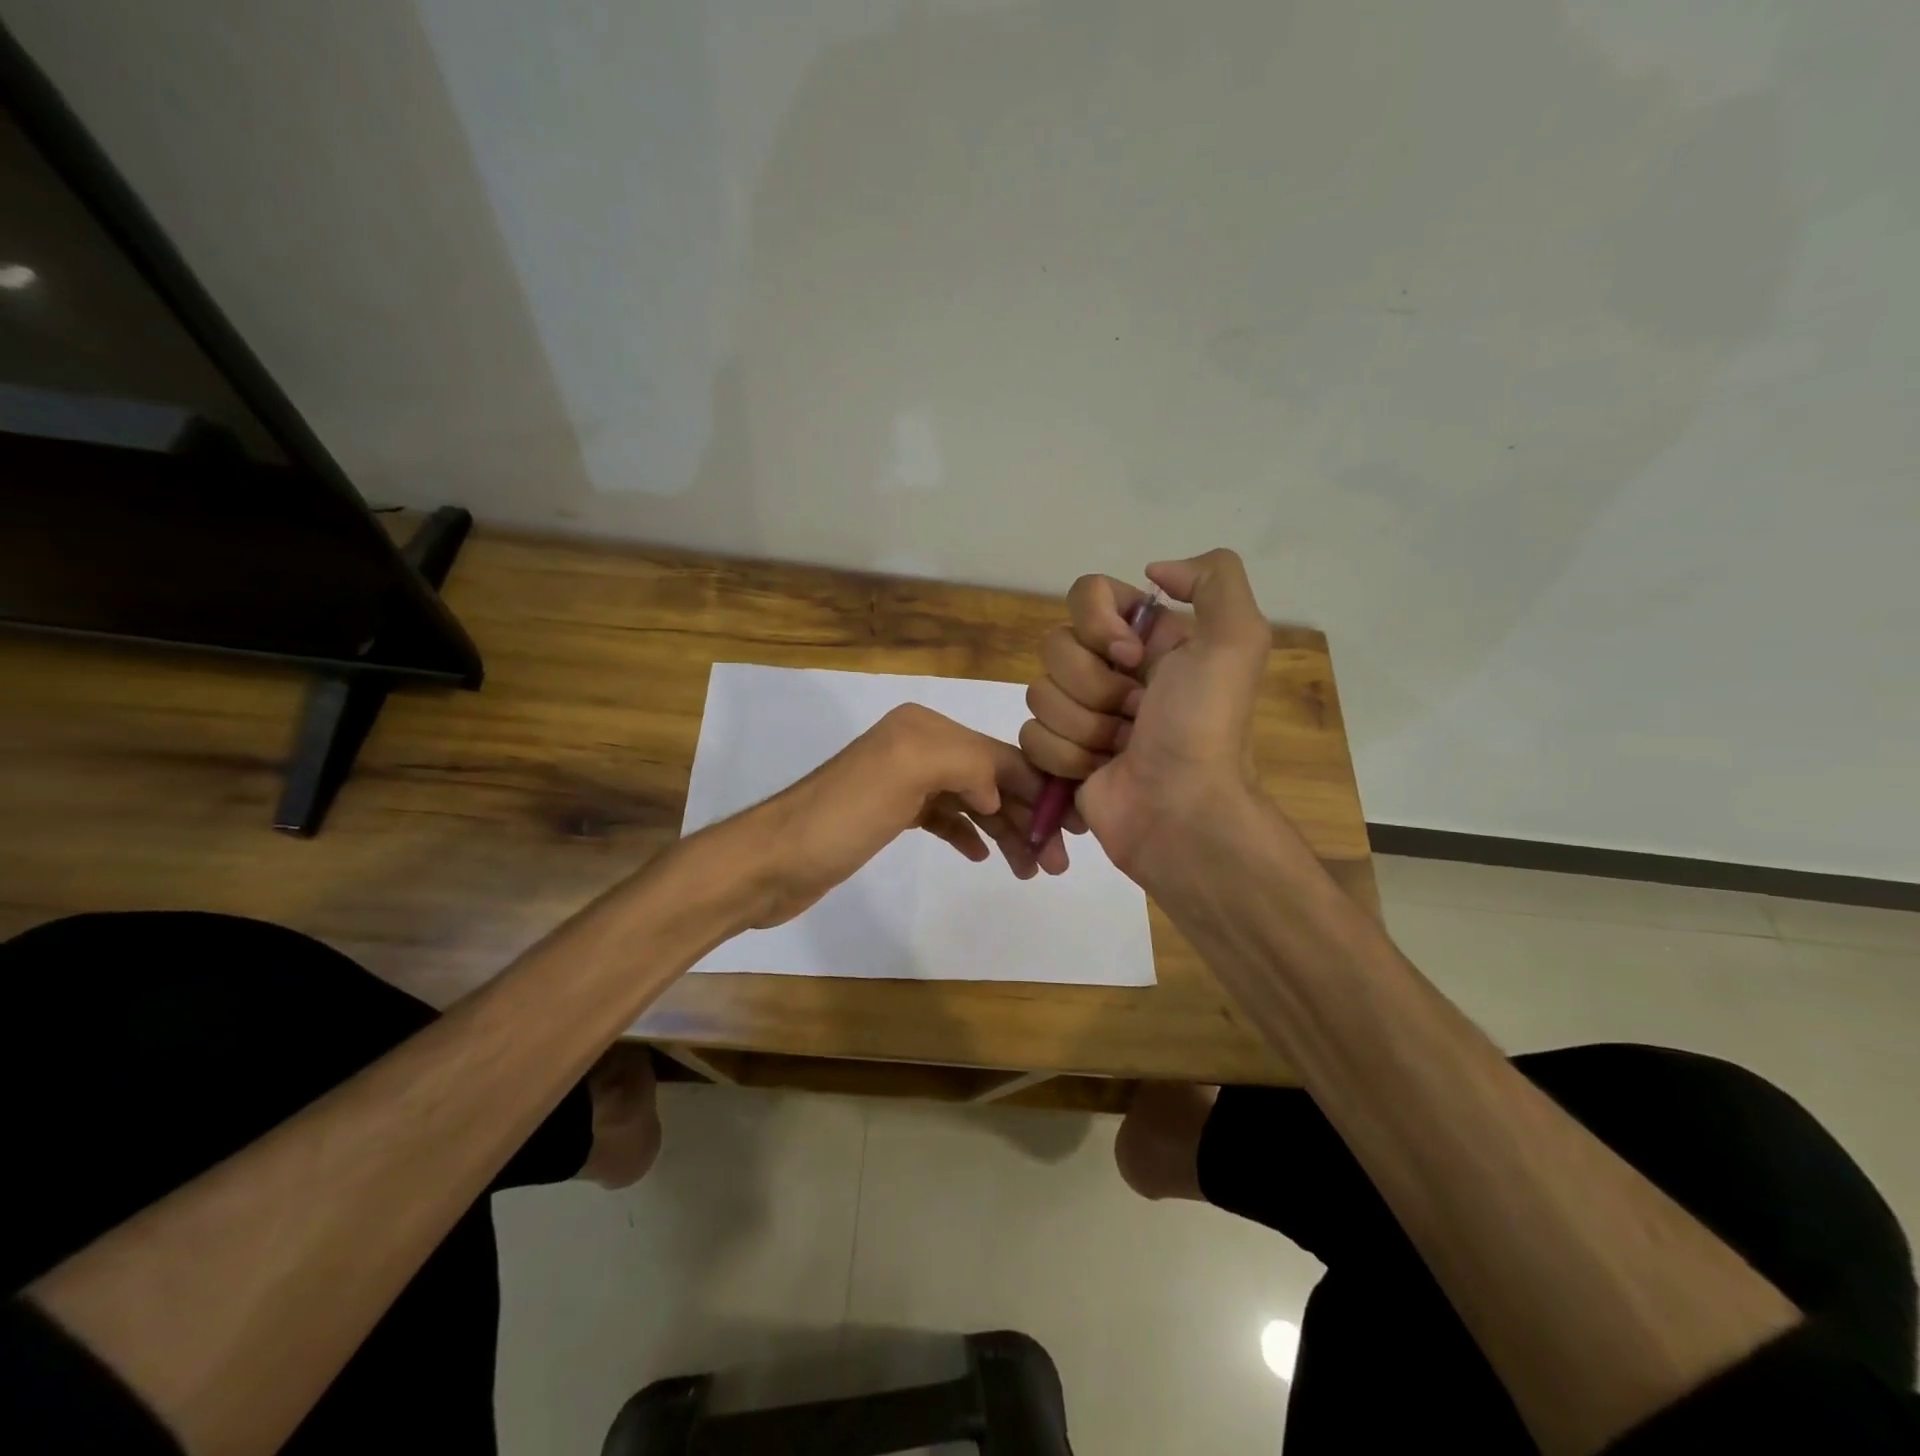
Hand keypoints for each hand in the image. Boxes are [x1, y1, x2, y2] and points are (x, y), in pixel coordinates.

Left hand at [737, 703, 1066, 928]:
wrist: (771, 862)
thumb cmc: (840, 819)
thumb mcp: (905, 774)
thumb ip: (965, 764)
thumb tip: (1000, 791)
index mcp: (924, 730)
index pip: (1000, 755)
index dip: (1040, 789)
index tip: (1073, 829)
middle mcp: (916, 746)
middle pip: (990, 779)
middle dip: (1026, 817)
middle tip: (1056, 866)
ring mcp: (902, 781)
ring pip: (972, 802)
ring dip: (1005, 831)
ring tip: (1031, 870)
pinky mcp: (890, 813)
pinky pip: (945, 818)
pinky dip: (968, 833)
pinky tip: (985, 855)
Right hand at [1020, 548, 1271, 884]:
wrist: (1180, 812)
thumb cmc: (1203, 727)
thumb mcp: (1236, 641)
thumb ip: (1213, 578)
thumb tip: (1153, 571)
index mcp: (1147, 638)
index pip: (1087, 594)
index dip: (1097, 623)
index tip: (1129, 656)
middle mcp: (1111, 670)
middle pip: (1056, 646)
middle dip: (1093, 686)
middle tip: (1136, 715)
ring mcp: (1082, 714)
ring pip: (1039, 693)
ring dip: (1083, 727)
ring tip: (1120, 749)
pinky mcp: (1059, 754)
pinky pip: (1030, 736)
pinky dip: (1066, 757)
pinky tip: (1099, 771)